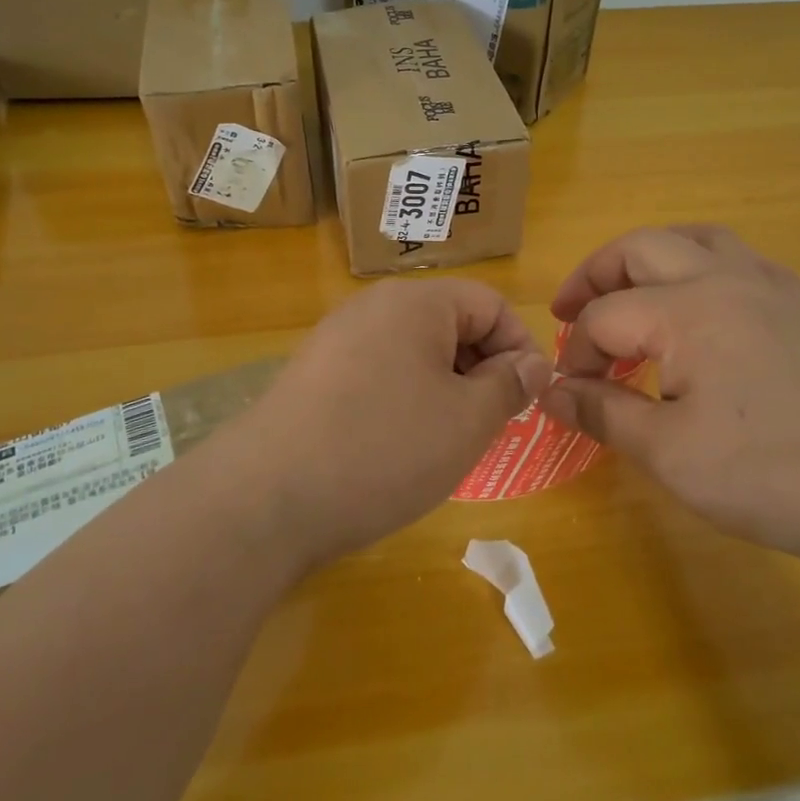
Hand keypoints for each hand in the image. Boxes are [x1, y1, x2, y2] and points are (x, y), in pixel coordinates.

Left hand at [233, 278, 552, 568]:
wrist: (267, 498)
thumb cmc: (385, 448)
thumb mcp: (467, 420)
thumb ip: (509, 385)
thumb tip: (532, 363)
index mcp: (416, 302)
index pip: (490, 304)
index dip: (520, 347)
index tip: (527, 399)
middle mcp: (373, 307)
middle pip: (451, 323)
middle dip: (482, 370)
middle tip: (490, 426)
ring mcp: (337, 340)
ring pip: (415, 352)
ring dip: (445, 389)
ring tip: (447, 442)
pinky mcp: (314, 375)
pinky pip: (379, 373)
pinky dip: (404, 400)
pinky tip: (399, 447)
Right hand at [542, 225, 799, 577]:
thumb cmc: (766, 475)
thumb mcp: (667, 453)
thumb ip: (601, 412)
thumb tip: (548, 392)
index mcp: (687, 310)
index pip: (604, 317)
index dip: (573, 354)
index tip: (566, 394)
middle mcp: (724, 281)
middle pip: (641, 249)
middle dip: (595, 276)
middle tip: (567, 314)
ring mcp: (767, 291)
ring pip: (695, 239)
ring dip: (649, 256)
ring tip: (626, 289)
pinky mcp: (795, 312)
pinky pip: (741, 262)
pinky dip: (704, 265)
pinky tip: (701, 299)